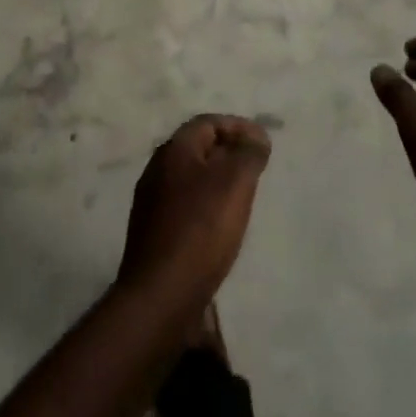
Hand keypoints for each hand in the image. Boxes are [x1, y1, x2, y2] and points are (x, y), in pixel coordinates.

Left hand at [116, 115, 271, 306]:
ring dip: (218, 180)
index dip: (238, 126)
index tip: (264, 143)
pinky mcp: (153, 231)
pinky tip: (222, 225)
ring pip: (191, 178)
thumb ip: (249, 153)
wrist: (161, 294)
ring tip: (244, 196)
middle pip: (198, 148)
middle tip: (257, 168)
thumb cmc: (201, 229)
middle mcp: (157, 169)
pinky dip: (207, 205)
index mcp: (174, 150)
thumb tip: (256, 136)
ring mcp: (152, 201)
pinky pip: (185, 205)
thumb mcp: (235, 182)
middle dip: (229, 152)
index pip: (208, 122)